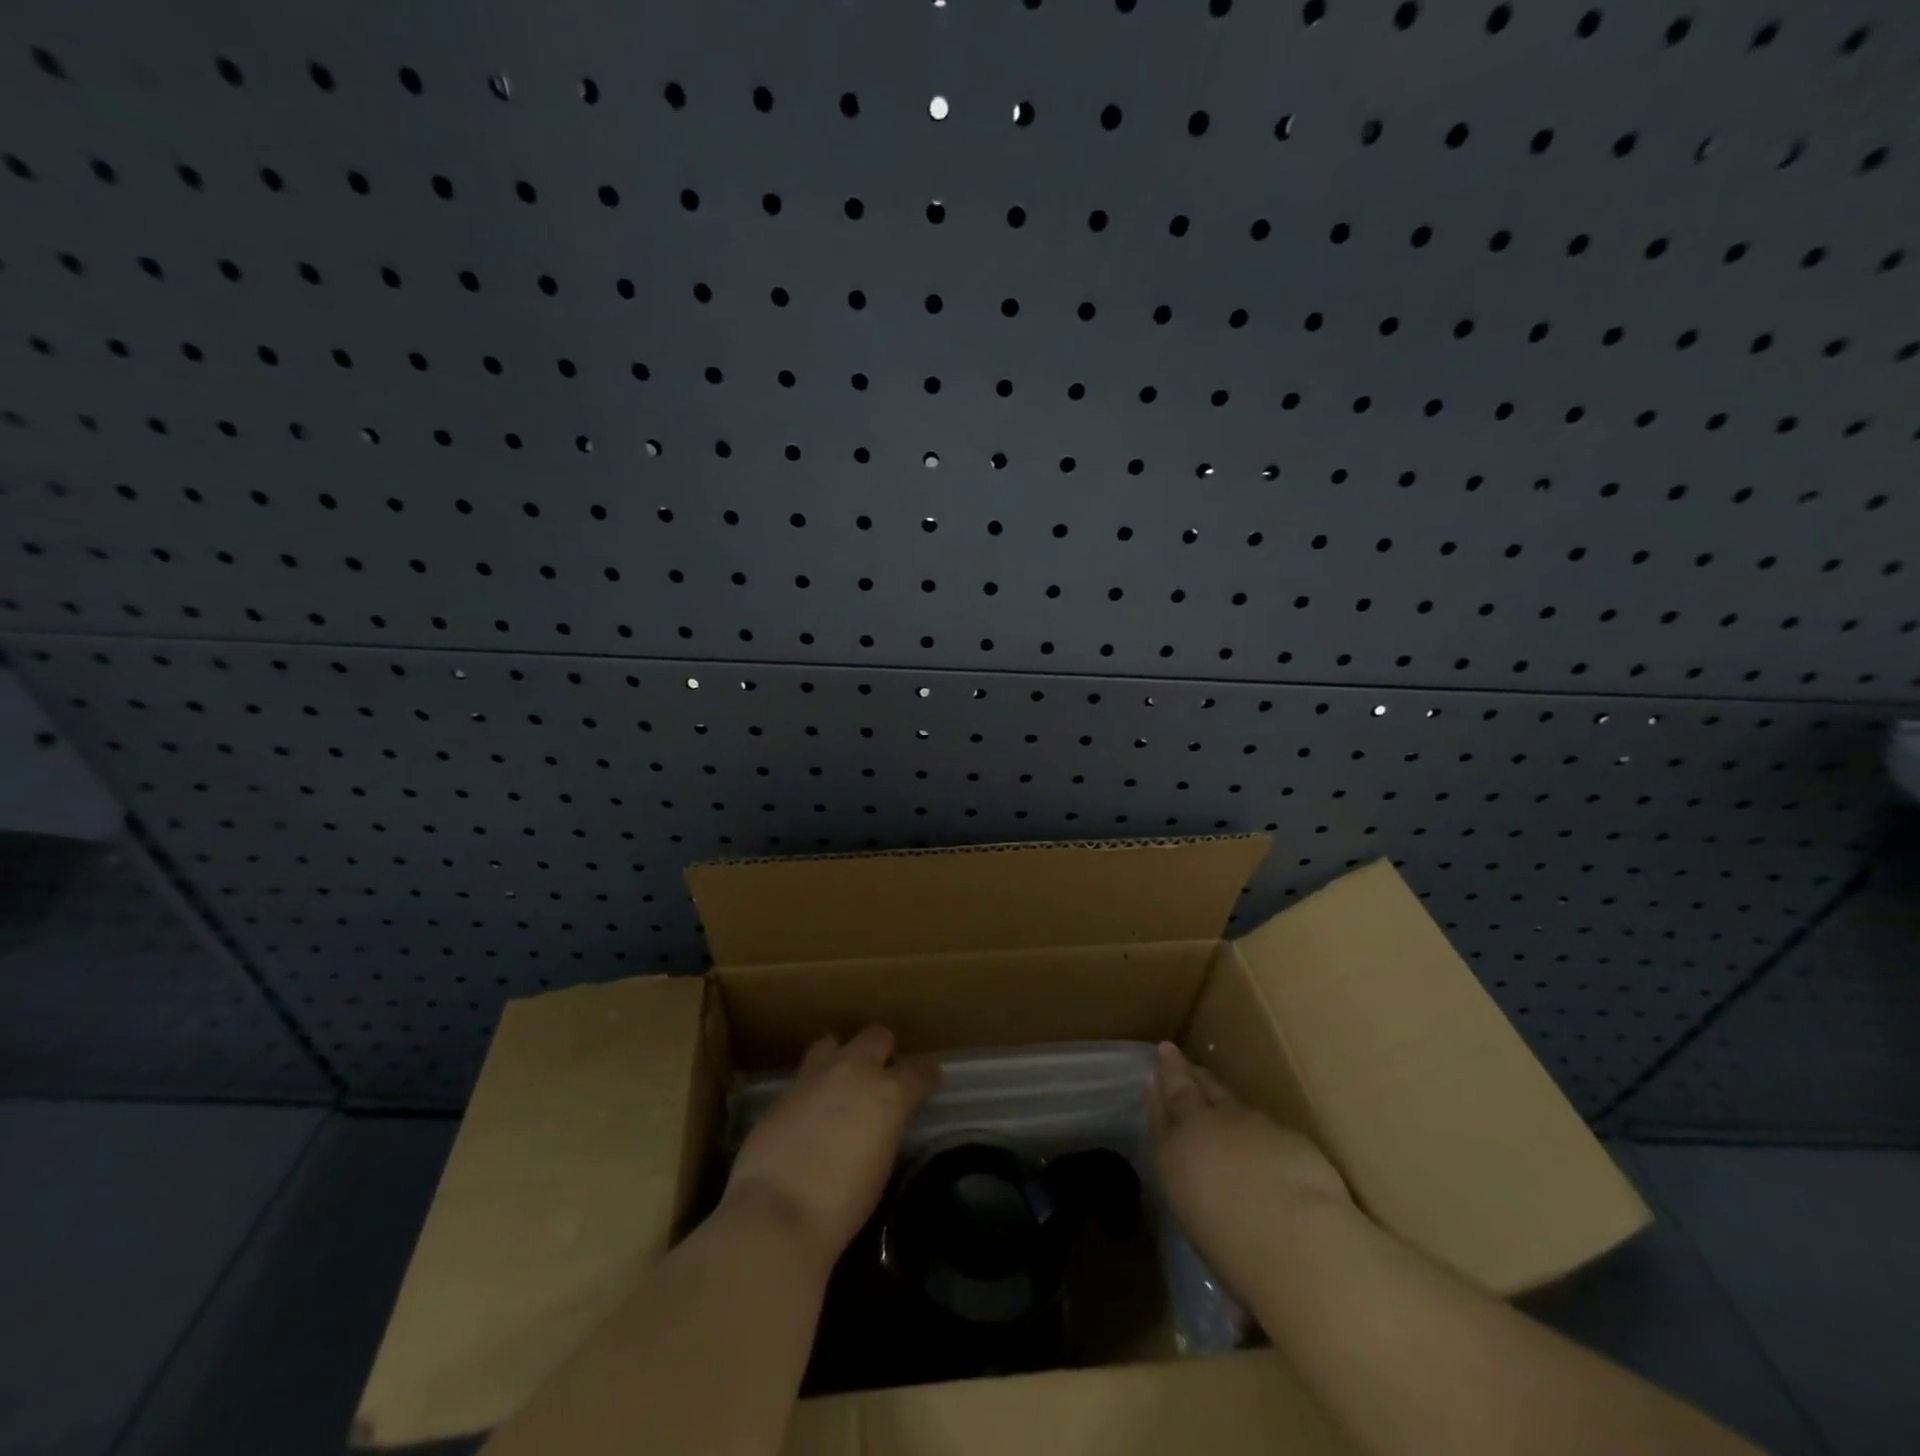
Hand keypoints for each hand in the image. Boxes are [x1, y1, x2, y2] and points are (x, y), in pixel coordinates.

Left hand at [724, 1026, 938, 1268]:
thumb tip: (879, 1123)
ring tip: (840, 1084)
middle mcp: (855, 1071)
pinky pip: (806, 1073)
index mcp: (888, 1094)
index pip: (920, 1070)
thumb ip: (884, 1131)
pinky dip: (814, 1085)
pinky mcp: (783, 1090)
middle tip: (880, 1077)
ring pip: (835, 1042)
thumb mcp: (881, 1167)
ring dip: (842, 1057)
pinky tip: (810, 1111)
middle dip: (883, 1051)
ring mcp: (815, 1075)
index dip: (926, 1076)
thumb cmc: (841, 1206)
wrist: (775, 1213)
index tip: (927, 1083)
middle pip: (877, 1036)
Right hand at [1147, 1042, 1352, 1301]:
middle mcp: (1201, 1129)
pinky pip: (1261, 1120)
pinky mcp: (1281, 1129)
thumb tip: (1209, 1196)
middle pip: (1184, 1091)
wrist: (1295, 1237)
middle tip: (1168, 1051)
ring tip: (1207, 1081)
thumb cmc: (1236, 1253)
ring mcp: (1242, 1123)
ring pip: (1222, 1096)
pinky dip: (1254, 1123)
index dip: (1154, 1096)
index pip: (1158, 1117)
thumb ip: (1200, 1197)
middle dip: (1175, 1071)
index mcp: (1172, 1157)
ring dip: (1213, 1088)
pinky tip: (1261, 1132)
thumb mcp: (1202, 1227)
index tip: (1150, 1076)